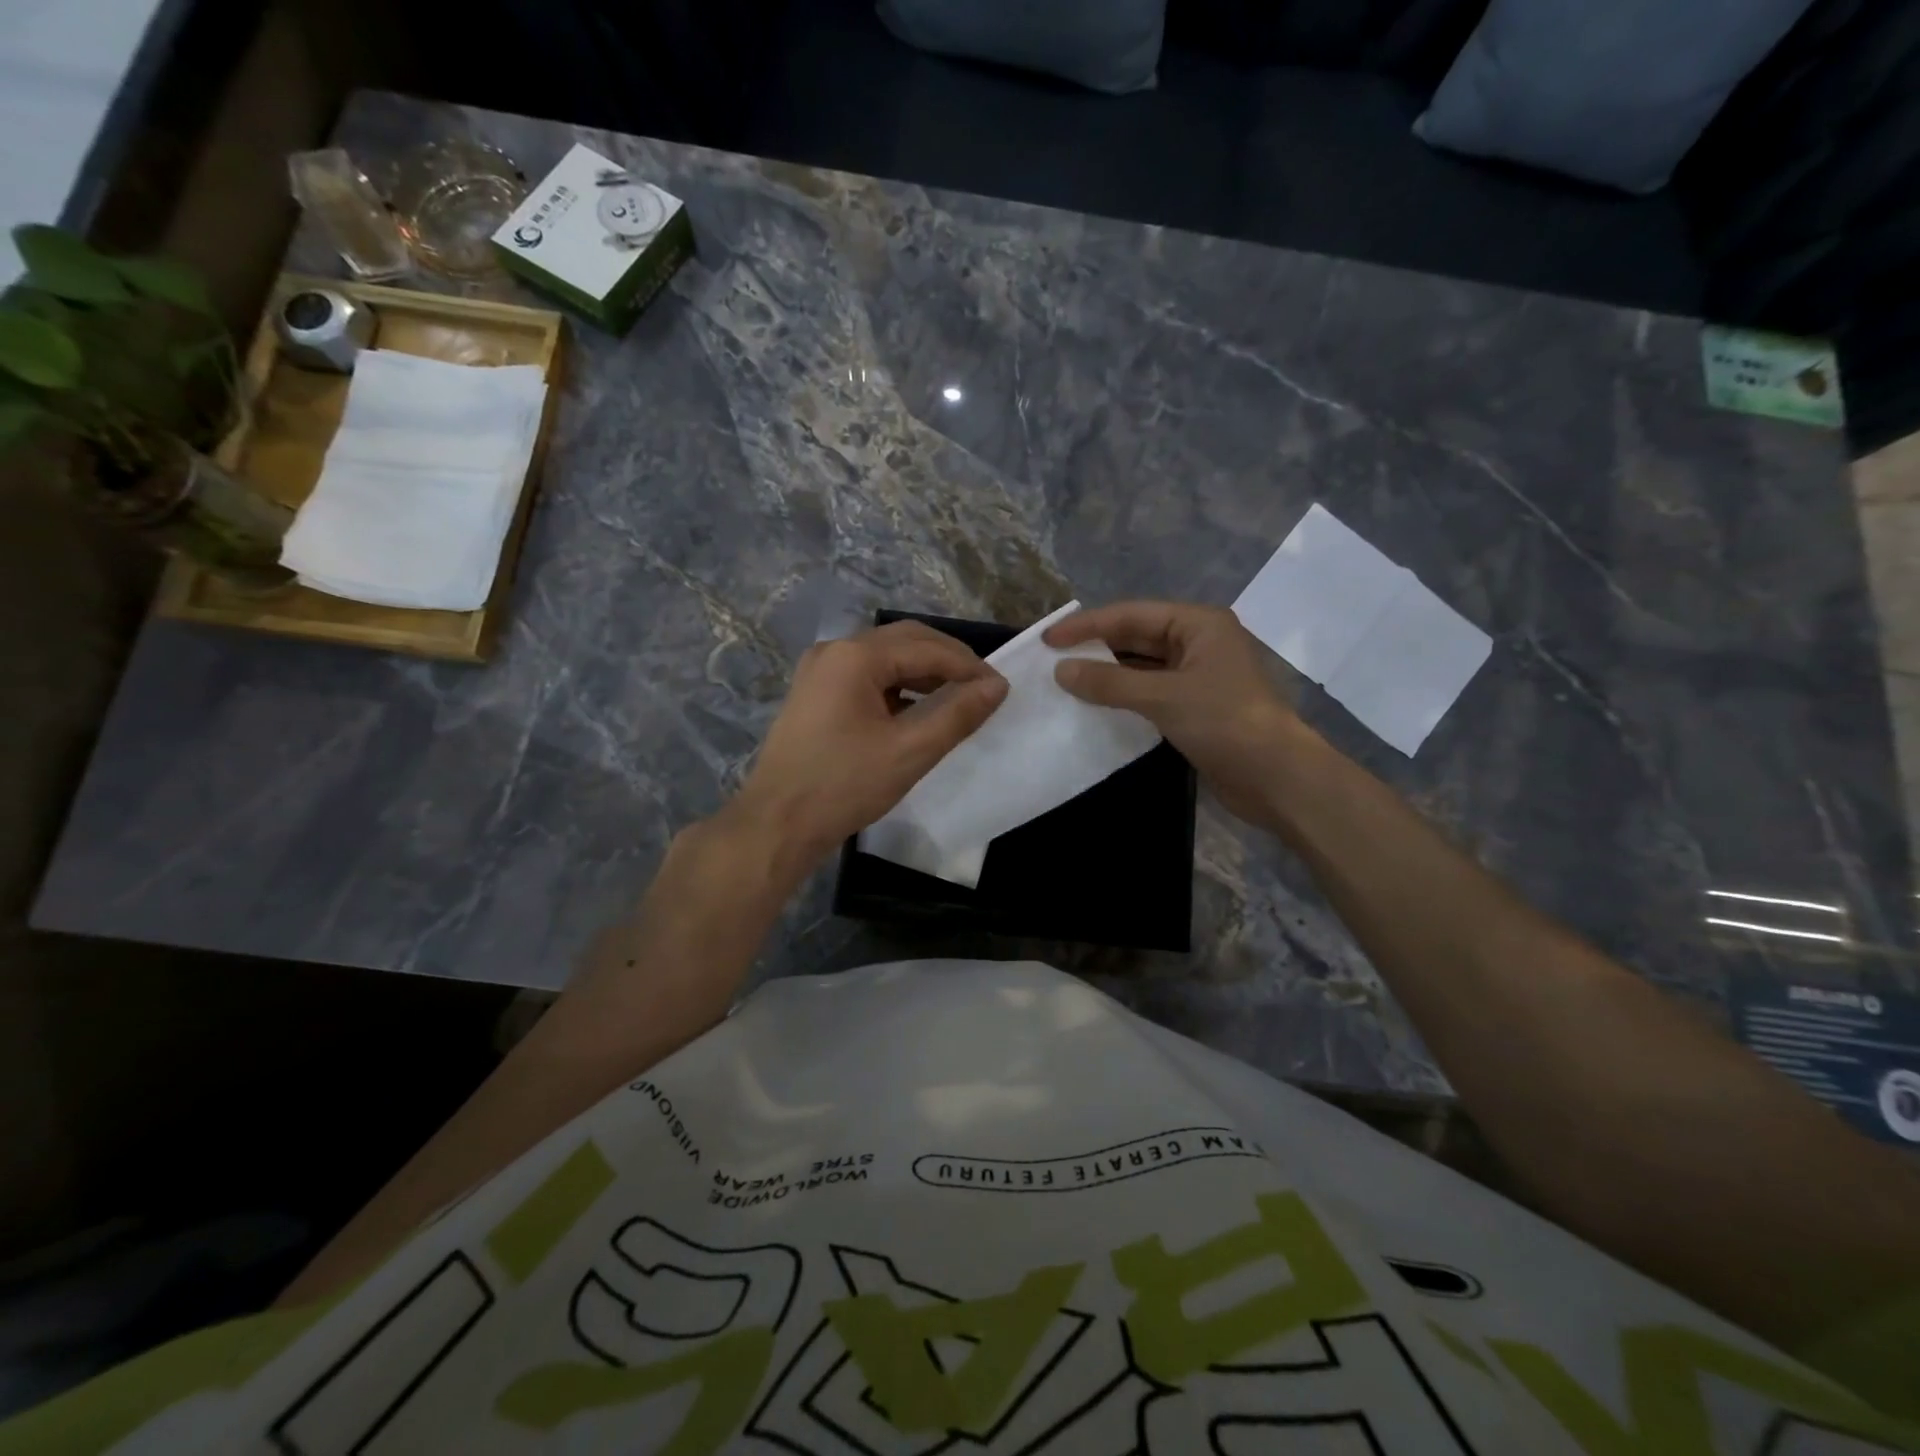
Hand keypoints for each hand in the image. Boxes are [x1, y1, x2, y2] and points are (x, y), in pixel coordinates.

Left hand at [727, 621, 1007, 871]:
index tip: (1001, 688)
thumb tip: (997, 686)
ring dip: (923, 673)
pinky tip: (917, 711)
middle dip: (947, 661)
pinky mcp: (815, 694)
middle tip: (982, 689)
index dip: (968, 666)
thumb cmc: (844, 786)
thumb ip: (957, 714)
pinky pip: (867, 677)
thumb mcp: (910, 751)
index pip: (927, 647)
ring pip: (885, 658)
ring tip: (957, 699)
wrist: (777, 824)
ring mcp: (820, 671)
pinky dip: (898, 688)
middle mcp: (835, 651)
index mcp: (855, 656)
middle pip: (904, 641)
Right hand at [1046, 601, 1313, 825]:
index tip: (1048, 639)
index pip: (1132, 615)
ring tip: (1065, 681)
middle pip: (1136, 637)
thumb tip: (1061, 671)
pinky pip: (1150, 692)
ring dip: (1107, 674)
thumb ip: (1110, 683)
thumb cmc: (1225, 723)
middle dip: (1095, 647)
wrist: (1277, 778)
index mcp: (1199, 624)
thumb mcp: (1164, 697)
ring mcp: (1198, 676)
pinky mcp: (1195, 707)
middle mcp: (1199, 642)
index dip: (1087, 625)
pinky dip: (1123, 696)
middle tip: (1052, 659)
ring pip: (1142, 666)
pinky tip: (1095, 705)